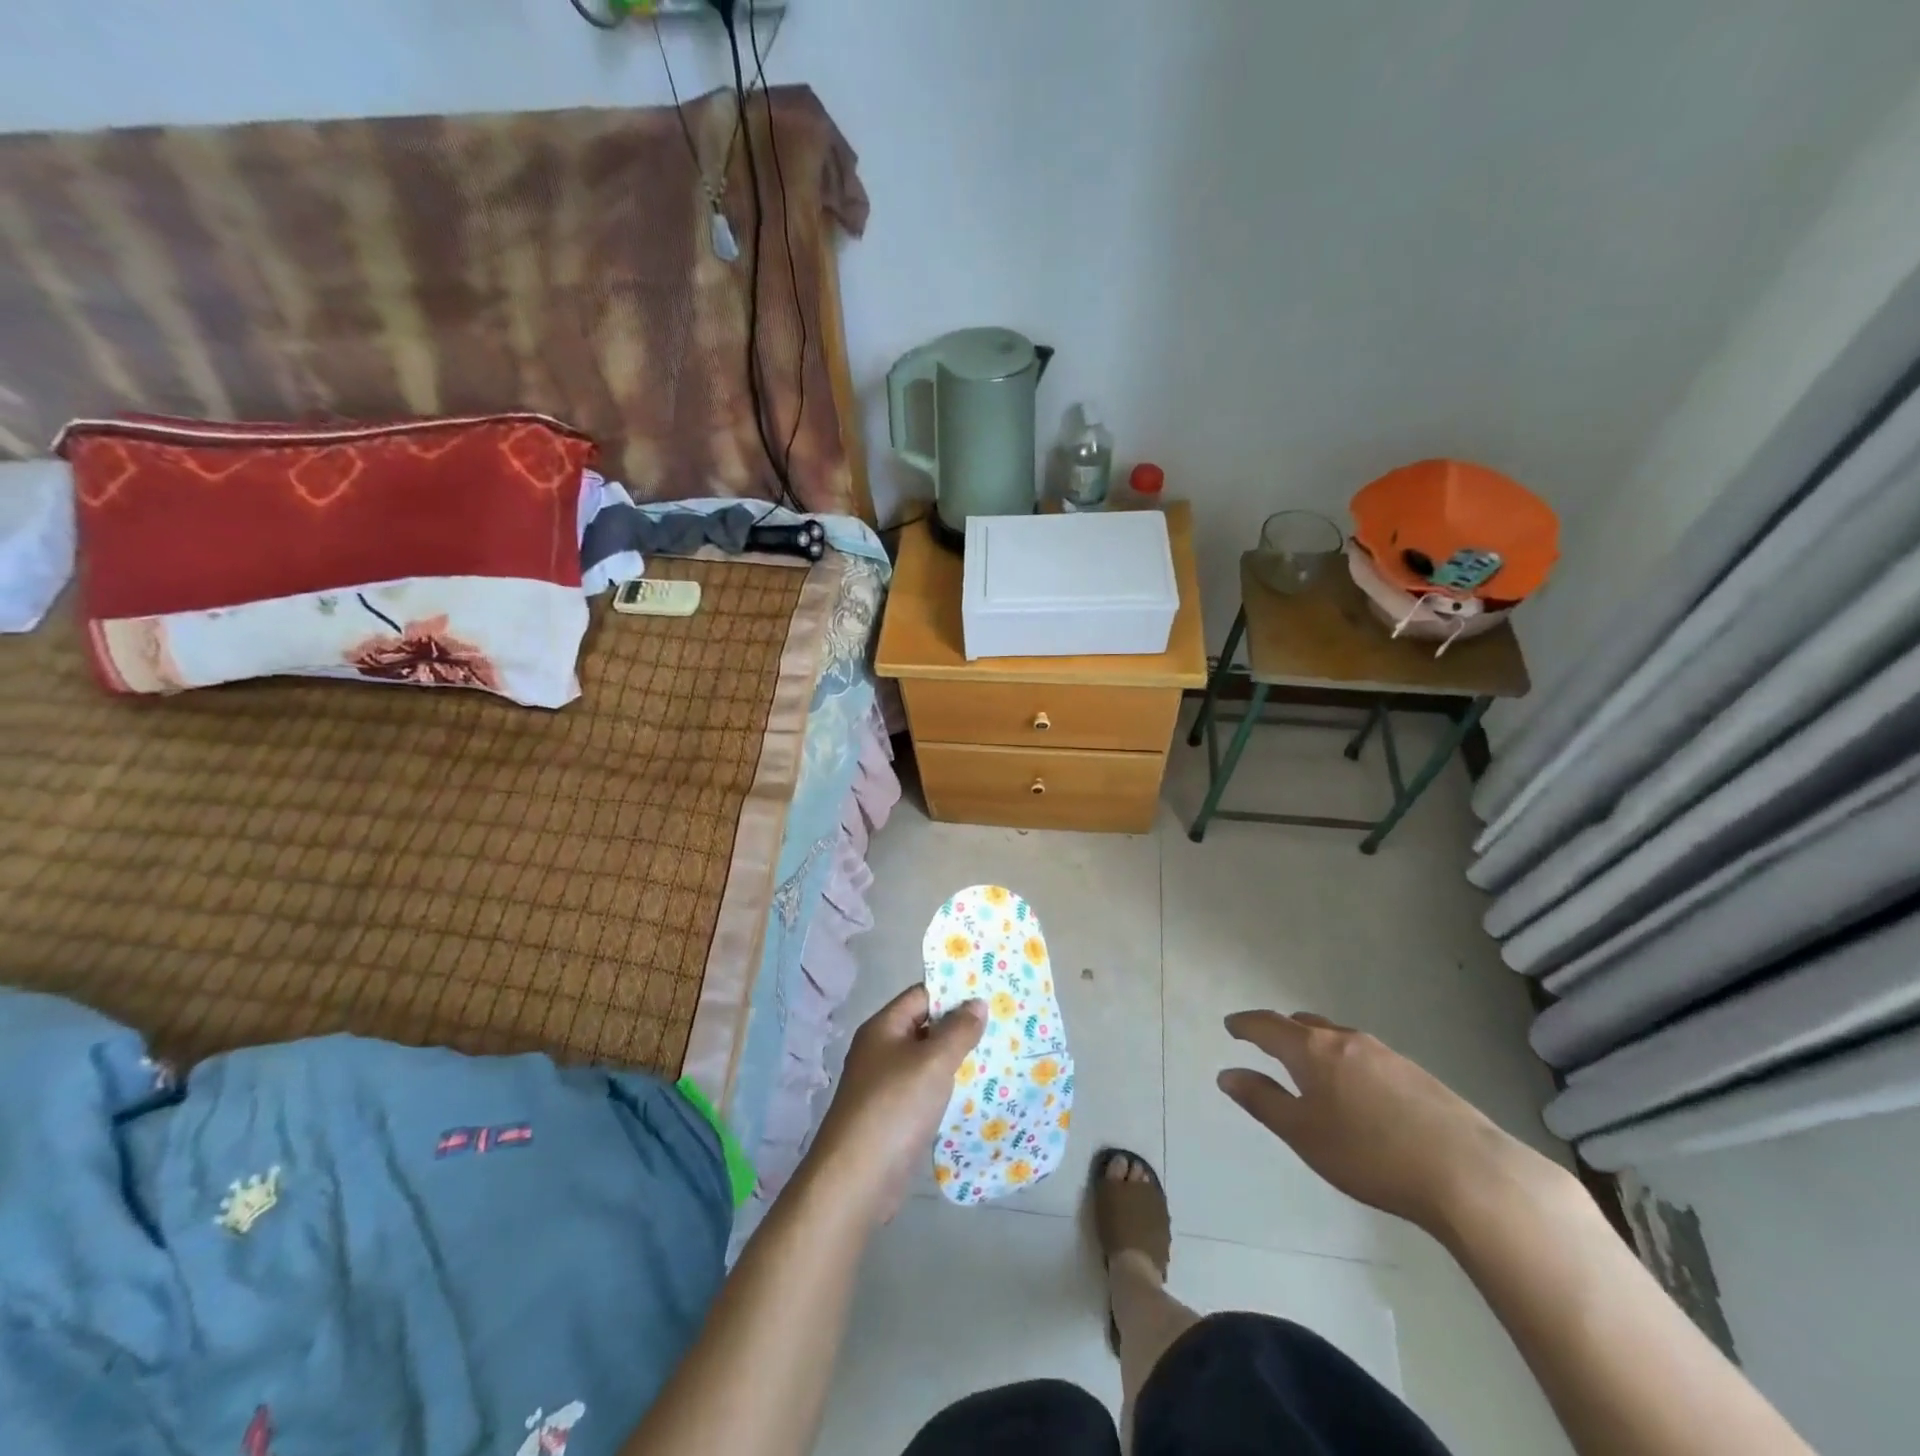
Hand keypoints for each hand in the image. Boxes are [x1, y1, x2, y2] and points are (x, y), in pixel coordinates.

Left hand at [808, 985, 985, 1224]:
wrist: (857, 1179)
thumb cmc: (895, 1107)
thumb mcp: (933, 1062)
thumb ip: (958, 1030)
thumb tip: (976, 1002)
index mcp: (884, 1027)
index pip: (921, 995)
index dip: (953, 992)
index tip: (990, 993)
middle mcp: (882, 1050)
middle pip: (926, 1027)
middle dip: (961, 1026)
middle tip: (1003, 1023)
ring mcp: (886, 1085)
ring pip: (928, 1061)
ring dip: (958, 1059)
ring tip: (1000, 1054)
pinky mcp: (895, 1116)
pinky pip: (927, 1091)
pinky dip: (949, 1089)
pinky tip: (978, 1093)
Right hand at [1217, 1010, 1554, 1234]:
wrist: (1468, 1173)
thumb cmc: (1369, 1153)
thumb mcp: (1303, 1133)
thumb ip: (1262, 1101)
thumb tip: (1228, 1074)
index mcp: (1312, 1050)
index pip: (1268, 1025)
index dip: (1245, 1025)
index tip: (1231, 1026)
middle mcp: (1346, 1040)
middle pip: (1304, 1024)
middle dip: (1281, 1030)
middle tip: (1265, 1042)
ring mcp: (1385, 1054)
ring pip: (1337, 1038)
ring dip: (1315, 1044)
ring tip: (1308, 1065)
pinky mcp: (1416, 1074)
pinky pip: (1365, 1055)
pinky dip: (1345, 1060)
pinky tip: (1356, 1090)